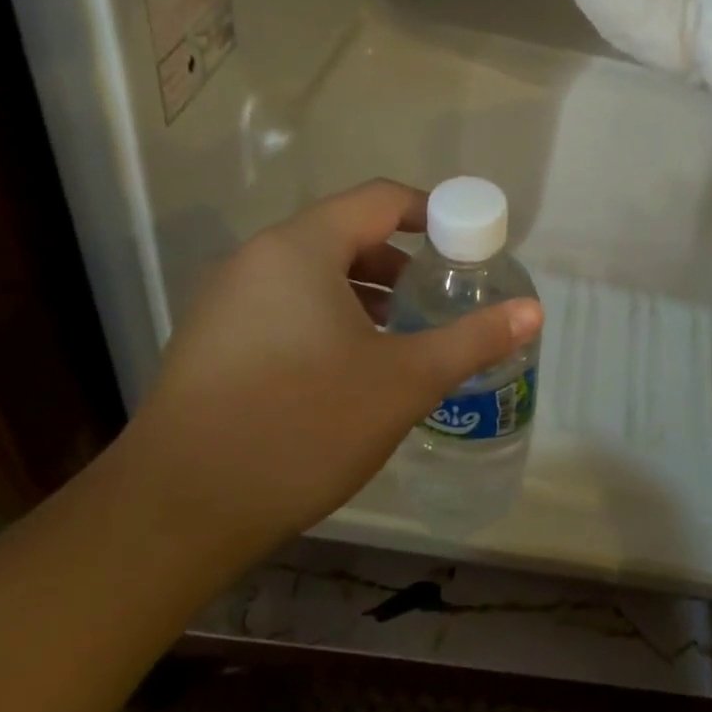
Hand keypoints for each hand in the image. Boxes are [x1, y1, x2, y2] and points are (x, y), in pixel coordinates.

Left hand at [108, 180, 542, 571]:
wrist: (177, 512)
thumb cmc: (302, 426)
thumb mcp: (403, 381)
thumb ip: (472, 338)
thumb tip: (534, 310)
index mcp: (301, 248)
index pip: (379, 200)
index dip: (432, 212)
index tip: (468, 245)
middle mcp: (257, 259)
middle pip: (345, 233)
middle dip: (400, 260)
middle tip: (439, 298)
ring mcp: (226, 300)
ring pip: (312, 273)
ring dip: (364, 292)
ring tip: (402, 335)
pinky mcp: (210, 340)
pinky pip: (283, 304)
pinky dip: (326, 316)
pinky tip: (347, 368)